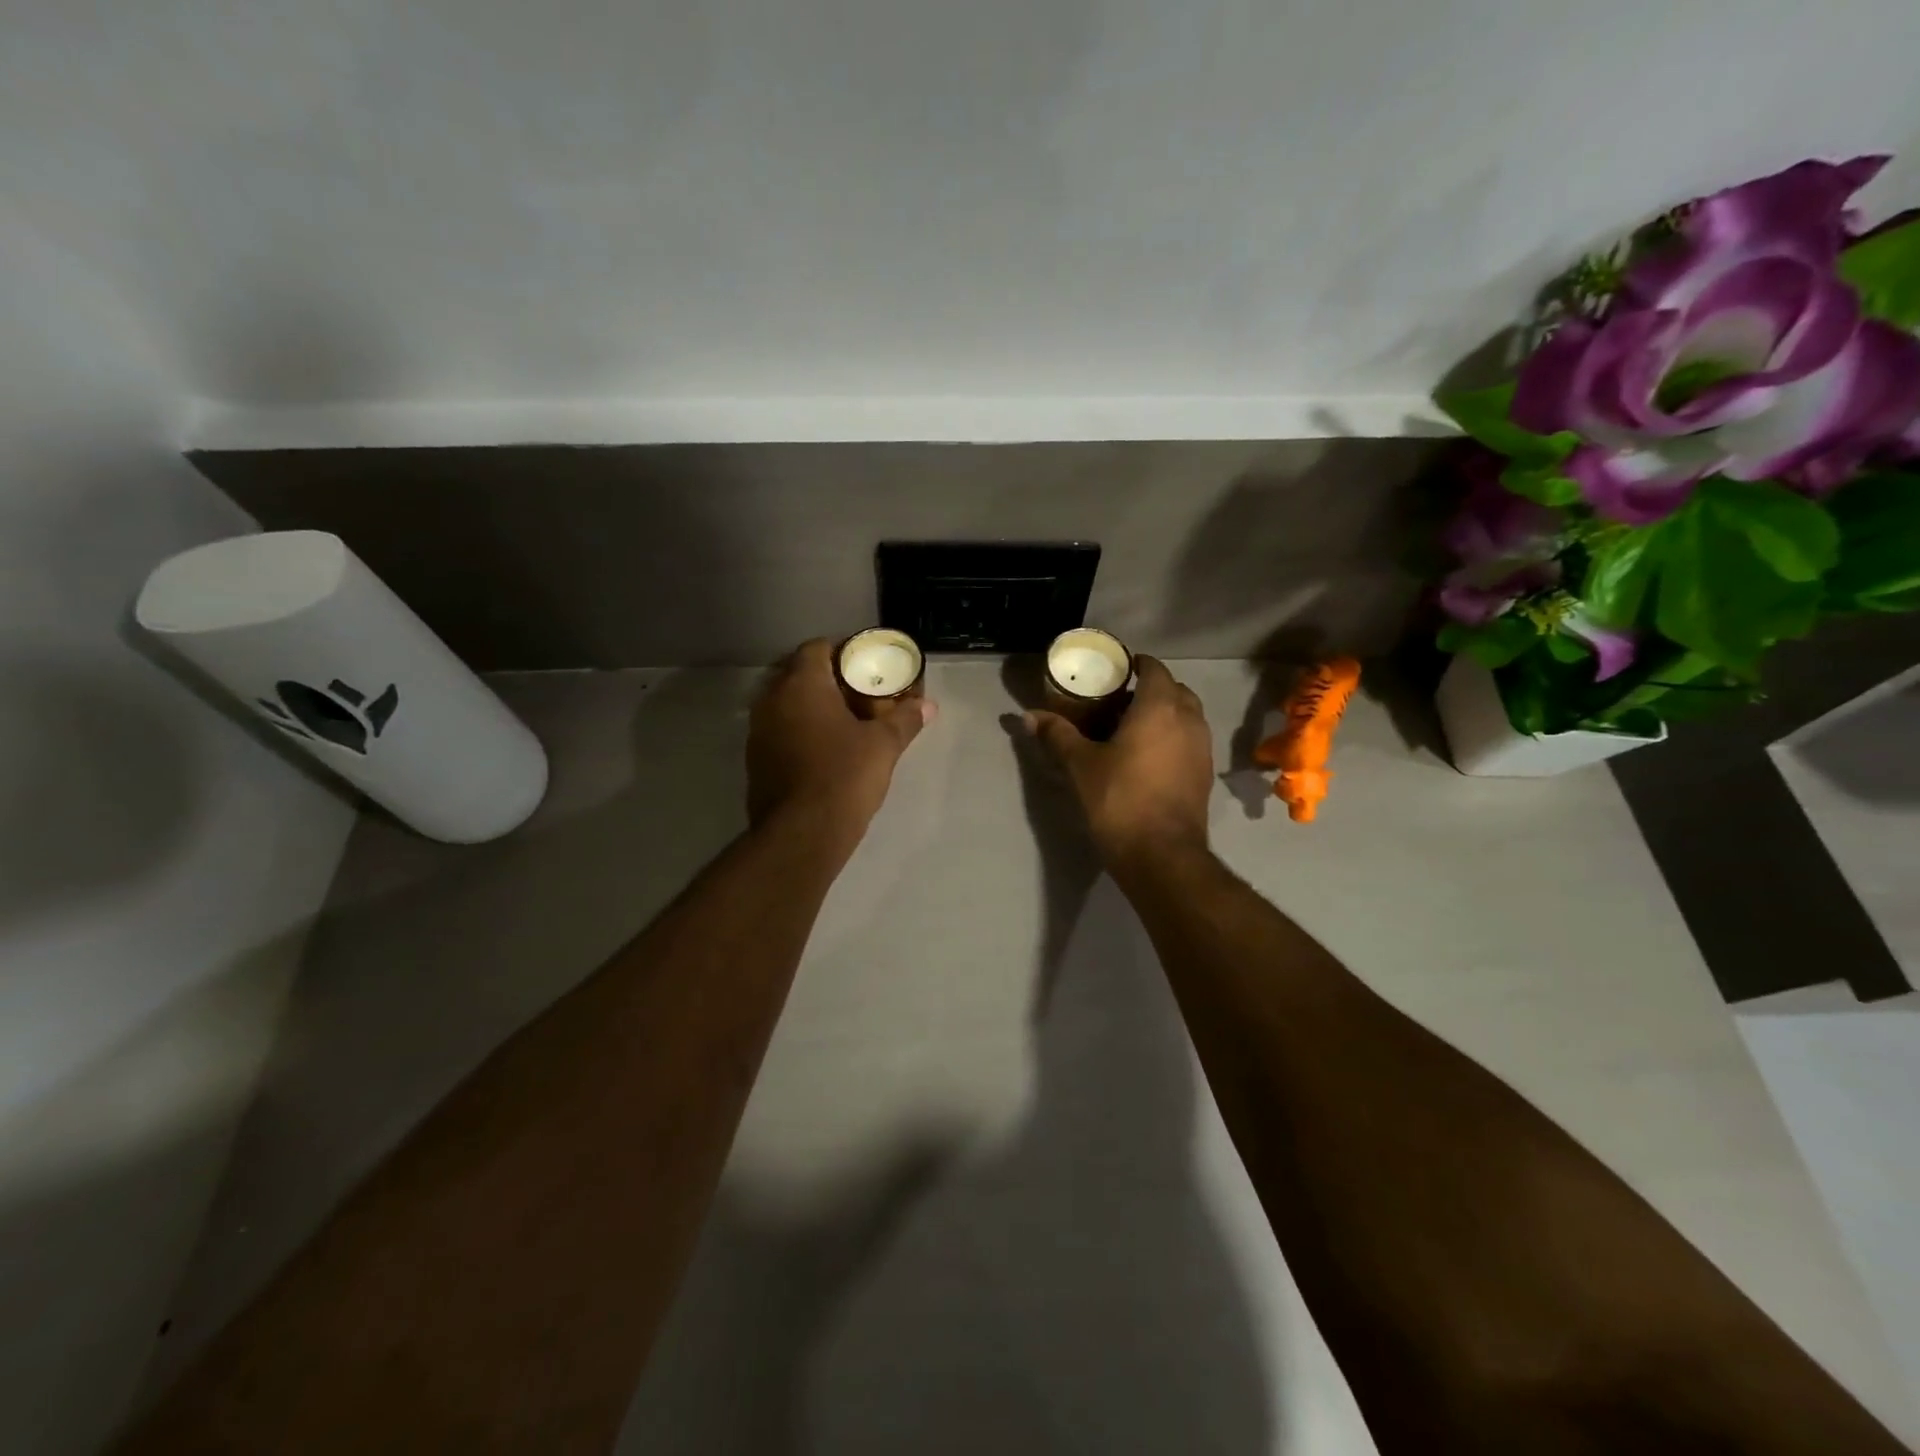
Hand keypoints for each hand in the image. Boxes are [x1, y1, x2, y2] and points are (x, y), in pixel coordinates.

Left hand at [747, 639, 933, 842]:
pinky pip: (779, 731)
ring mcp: (758, 731)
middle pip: (798, 674)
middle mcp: (771, 700)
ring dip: (811, 707)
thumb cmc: (844, 777)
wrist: (802, 834)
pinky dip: (799, 731)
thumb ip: (905, 720)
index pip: (816, 647)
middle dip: (827, 679)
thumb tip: (928, 705)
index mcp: (801, 685)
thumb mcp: (884, 746)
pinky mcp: (755, 760)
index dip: (842, 651)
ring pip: (786, 704)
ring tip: (844, 721)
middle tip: (859, 693)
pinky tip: (824, 750)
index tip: (864, 666)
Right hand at [1025, 656, 1213, 870]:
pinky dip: (1173, 738)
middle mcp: (1189, 720)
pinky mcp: (1205, 774)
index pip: (1155, 669)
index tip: (1116, 671)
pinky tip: (1148, 757)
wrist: (1161, 854)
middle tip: (1119, 701)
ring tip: (1132, 728)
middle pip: (1175, 690)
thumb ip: (1057, 735)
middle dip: (1151, 689)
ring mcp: (1202, 748)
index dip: (1136, 665)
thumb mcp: (1081, 765)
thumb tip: (1028, 716)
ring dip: (1165, 714)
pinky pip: (1190, 741)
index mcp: (1160, 708)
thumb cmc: (1119, 799)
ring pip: (1187, 716)